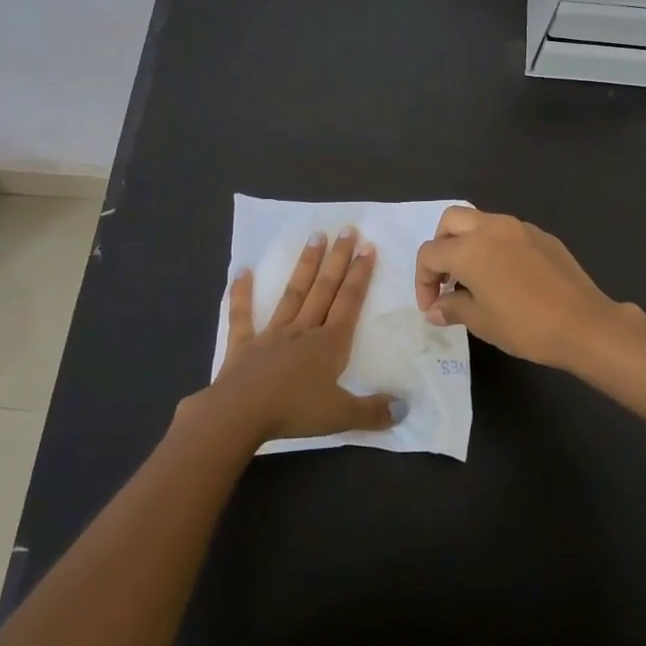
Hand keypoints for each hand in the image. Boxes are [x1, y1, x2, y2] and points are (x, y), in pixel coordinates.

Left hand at [198, 227, 398, 443]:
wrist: (240, 414)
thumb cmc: (295, 412)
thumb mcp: (342, 415)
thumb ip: (373, 411)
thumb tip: (405, 409)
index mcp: (330, 343)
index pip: (349, 302)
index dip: (360, 275)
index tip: (368, 247)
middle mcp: (304, 330)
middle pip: (325, 289)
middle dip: (338, 259)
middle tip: (347, 229)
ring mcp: (272, 334)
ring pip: (293, 293)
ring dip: (305, 265)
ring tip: (315, 237)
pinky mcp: (244, 345)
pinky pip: (243, 315)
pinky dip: (242, 293)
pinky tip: (242, 271)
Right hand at [414, 207, 631, 368]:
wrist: (583, 323)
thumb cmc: (524, 325)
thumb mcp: (481, 322)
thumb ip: (452, 308)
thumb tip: (435, 308)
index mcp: (469, 248)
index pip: (430, 254)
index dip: (423, 280)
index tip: (431, 305)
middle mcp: (490, 227)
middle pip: (450, 221)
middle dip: (441, 246)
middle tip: (447, 277)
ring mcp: (519, 227)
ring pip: (481, 221)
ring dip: (469, 242)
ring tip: (476, 277)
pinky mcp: (542, 235)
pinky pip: (508, 232)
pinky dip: (496, 246)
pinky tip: (507, 276)